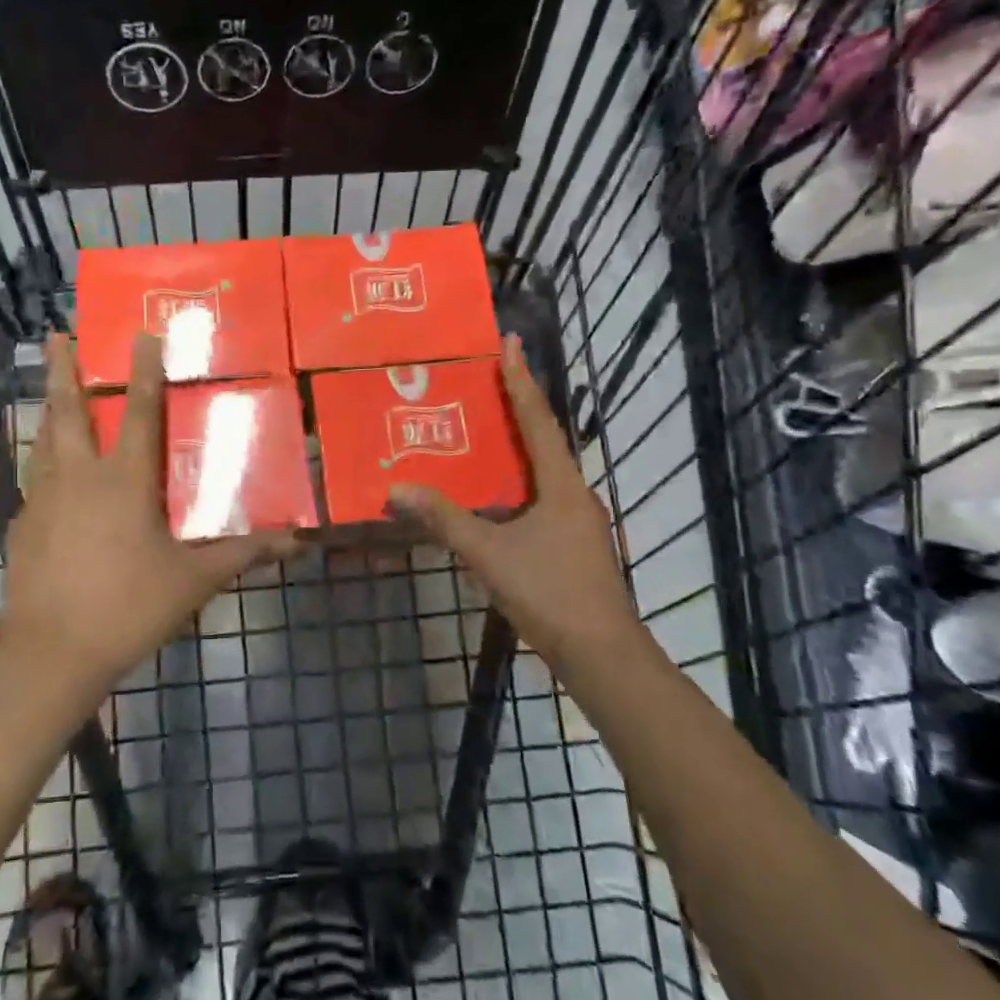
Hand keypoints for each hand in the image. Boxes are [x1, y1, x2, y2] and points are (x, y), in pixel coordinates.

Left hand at [0, 333, 295, 703]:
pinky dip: (41, 461)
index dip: (144, 371)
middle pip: (68, 410)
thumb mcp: (193, 580)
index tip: (140, 333)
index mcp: (124, 480)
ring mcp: (44, 499)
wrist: (50, 655)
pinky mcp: (23, 526)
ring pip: (44, 440)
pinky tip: (46, 473)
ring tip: (48, 389)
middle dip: (63, 370)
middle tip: (56, 335)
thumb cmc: (128, 607)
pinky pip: (34, 479)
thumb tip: (298, 541)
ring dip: (48, 408)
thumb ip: (243, 554)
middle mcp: (79, 477)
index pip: (140, 412)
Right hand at [388, 335, 636, 668]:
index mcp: (562, 486)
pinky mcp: (574, 545)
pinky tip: (495, 494)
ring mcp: (578, 522)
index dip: (521, 381)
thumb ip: (444, 520)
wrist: (602, 655)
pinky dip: (518, 483)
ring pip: (544, 472)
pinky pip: (541, 497)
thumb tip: (397, 489)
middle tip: (488, 380)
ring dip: (519, 447)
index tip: (511, 344)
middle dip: (519, 407)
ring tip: (485, 429)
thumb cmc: (550, 593)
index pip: (538, 421)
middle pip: (545, 440)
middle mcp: (575, 494)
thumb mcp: (489, 554)